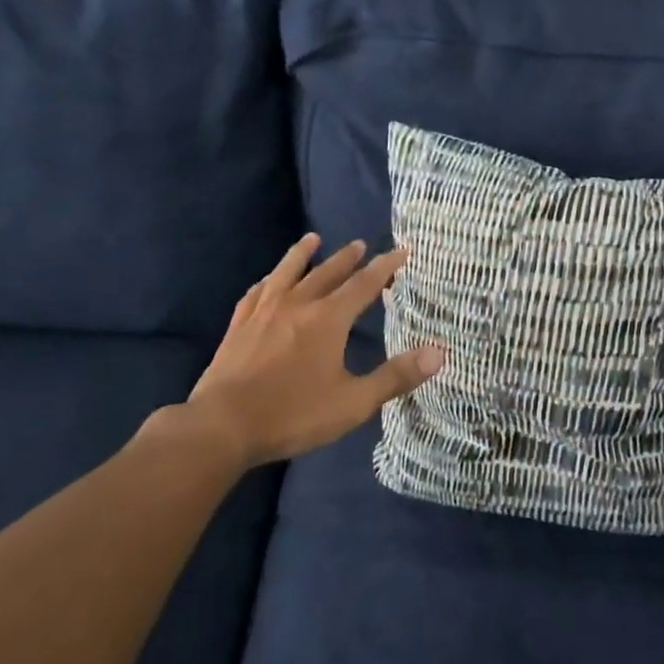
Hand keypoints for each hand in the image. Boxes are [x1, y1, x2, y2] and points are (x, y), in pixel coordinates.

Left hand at [182, 234, 444, 467]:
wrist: (224, 424)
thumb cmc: (294, 414)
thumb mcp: (353, 402)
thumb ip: (395, 376)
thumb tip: (440, 353)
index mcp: (328, 319)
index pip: (364, 284)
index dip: (385, 266)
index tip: (401, 250)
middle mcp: (297, 304)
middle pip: (327, 272)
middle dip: (347, 258)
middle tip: (360, 244)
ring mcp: (264, 311)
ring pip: (288, 272)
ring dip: (303, 254)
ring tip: (313, 238)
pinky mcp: (239, 324)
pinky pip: (257, 291)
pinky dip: (269, 280)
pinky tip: (268, 280)